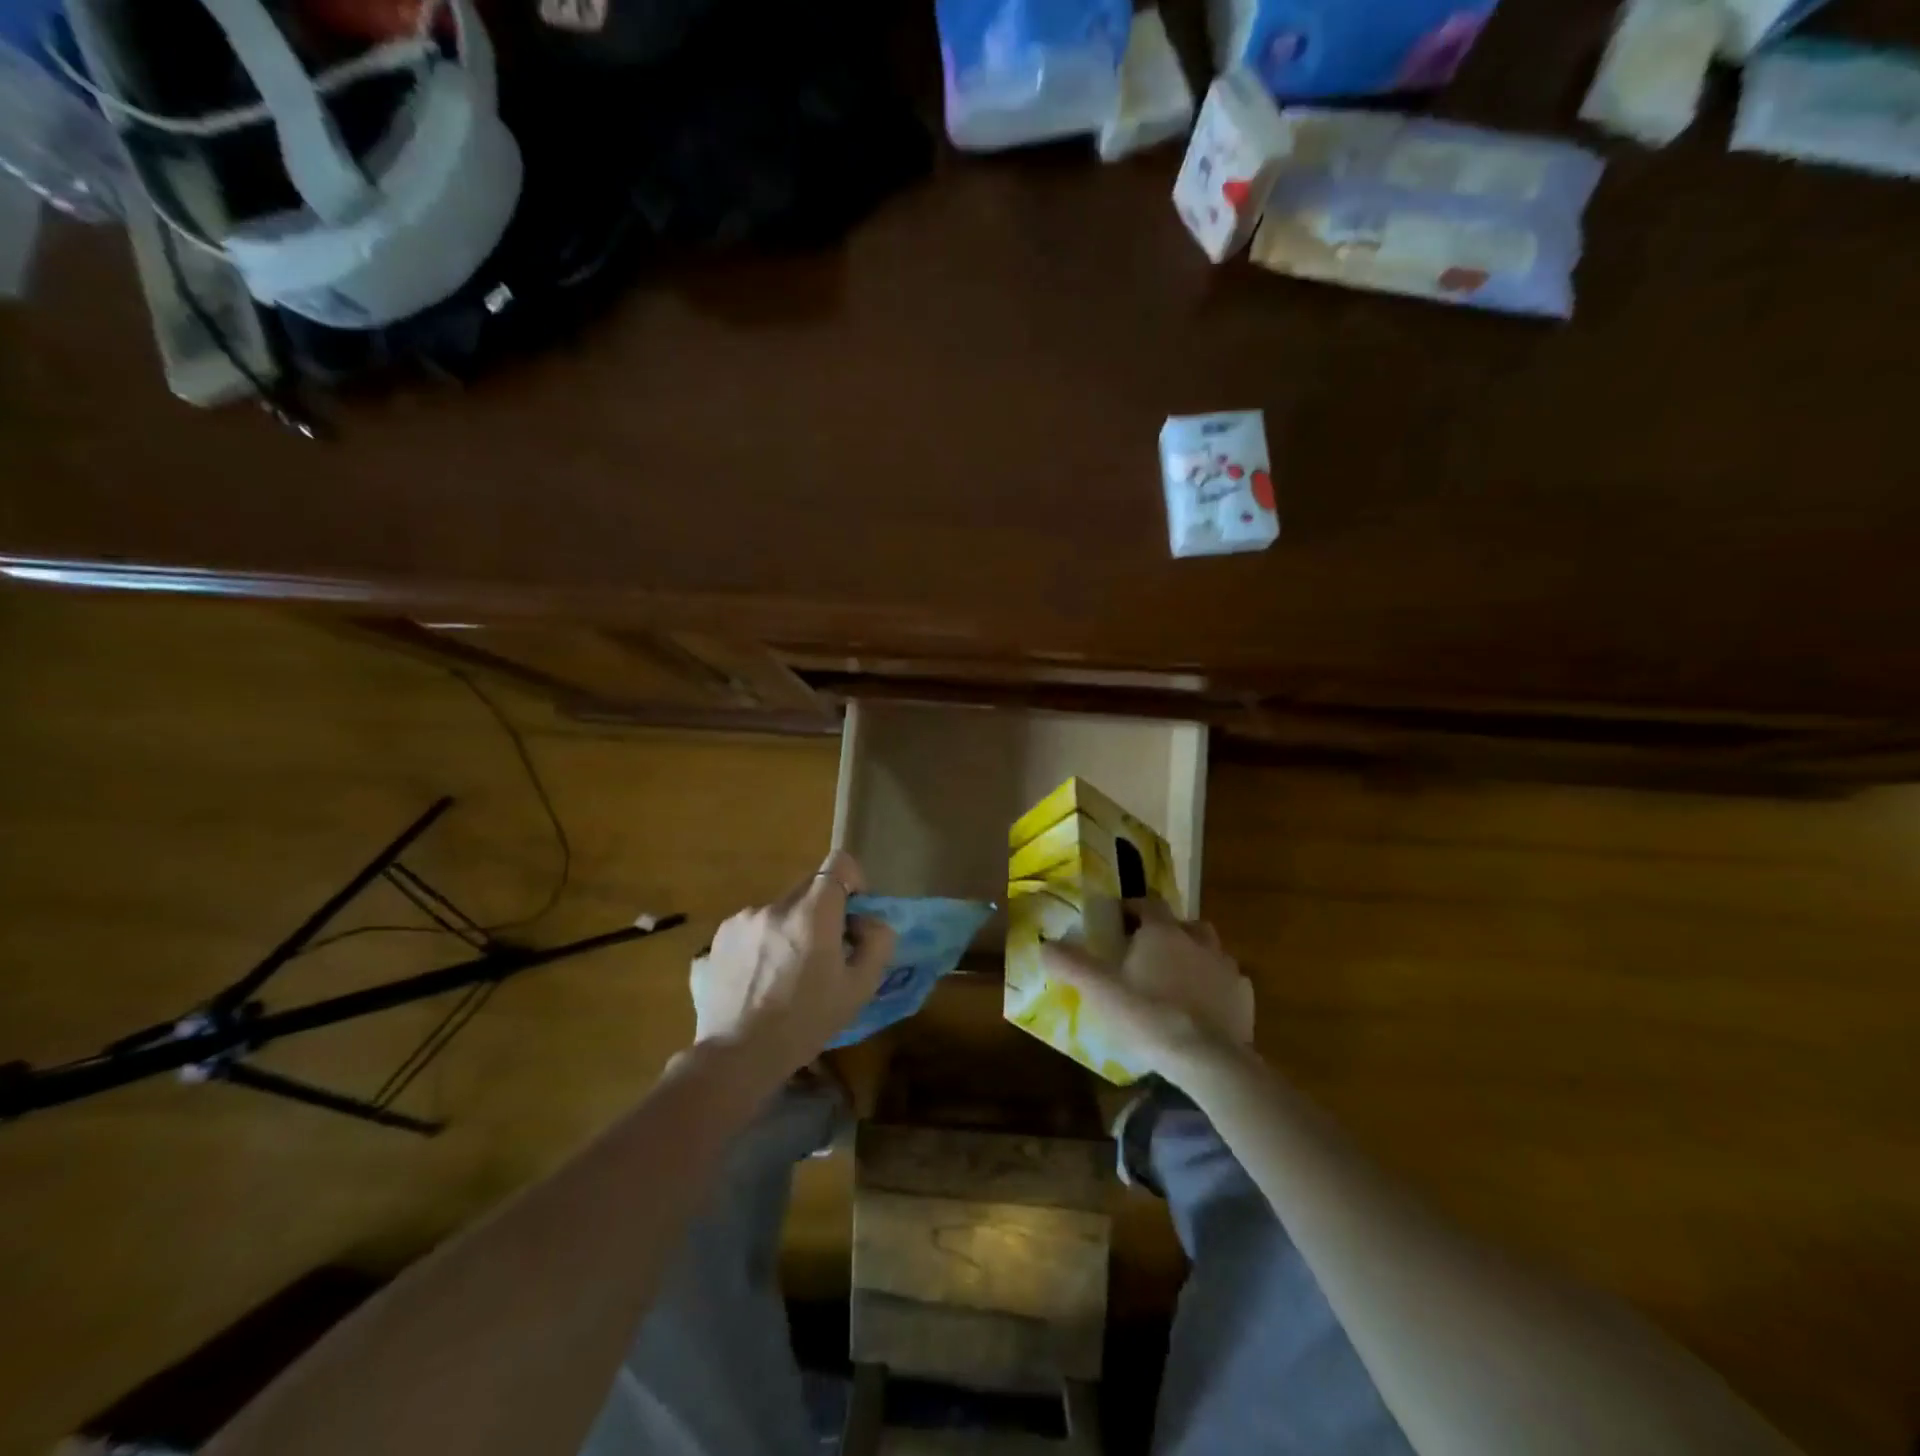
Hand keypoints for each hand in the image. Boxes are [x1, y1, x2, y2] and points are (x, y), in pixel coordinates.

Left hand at [690, 850, 895, 1079]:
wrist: (737, 1058)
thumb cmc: (805, 1023)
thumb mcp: (859, 989)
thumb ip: (877, 943)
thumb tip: (868, 922)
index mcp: (812, 913)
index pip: (838, 863)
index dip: (852, 880)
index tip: (853, 913)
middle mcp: (774, 906)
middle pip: (808, 888)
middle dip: (822, 911)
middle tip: (823, 952)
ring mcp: (740, 921)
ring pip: (777, 911)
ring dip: (788, 930)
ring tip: (784, 974)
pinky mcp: (715, 940)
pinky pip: (749, 931)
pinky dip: (759, 946)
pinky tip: (757, 982)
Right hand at [1040, 899, 1254, 1083]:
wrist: (1207, 1058)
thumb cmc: (1148, 1015)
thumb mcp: (1100, 990)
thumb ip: (1071, 964)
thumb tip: (1045, 944)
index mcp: (1162, 932)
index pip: (1148, 903)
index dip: (1133, 907)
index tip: (1120, 920)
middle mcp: (1196, 940)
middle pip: (1183, 923)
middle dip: (1168, 931)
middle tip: (1151, 952)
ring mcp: (1225, 967)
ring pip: (1210, 949)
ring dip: (1195, 956)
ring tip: (1178, 979)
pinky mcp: (1244, 996)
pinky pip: (1228, 981)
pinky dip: (1216, 987)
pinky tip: (1205, 1007)